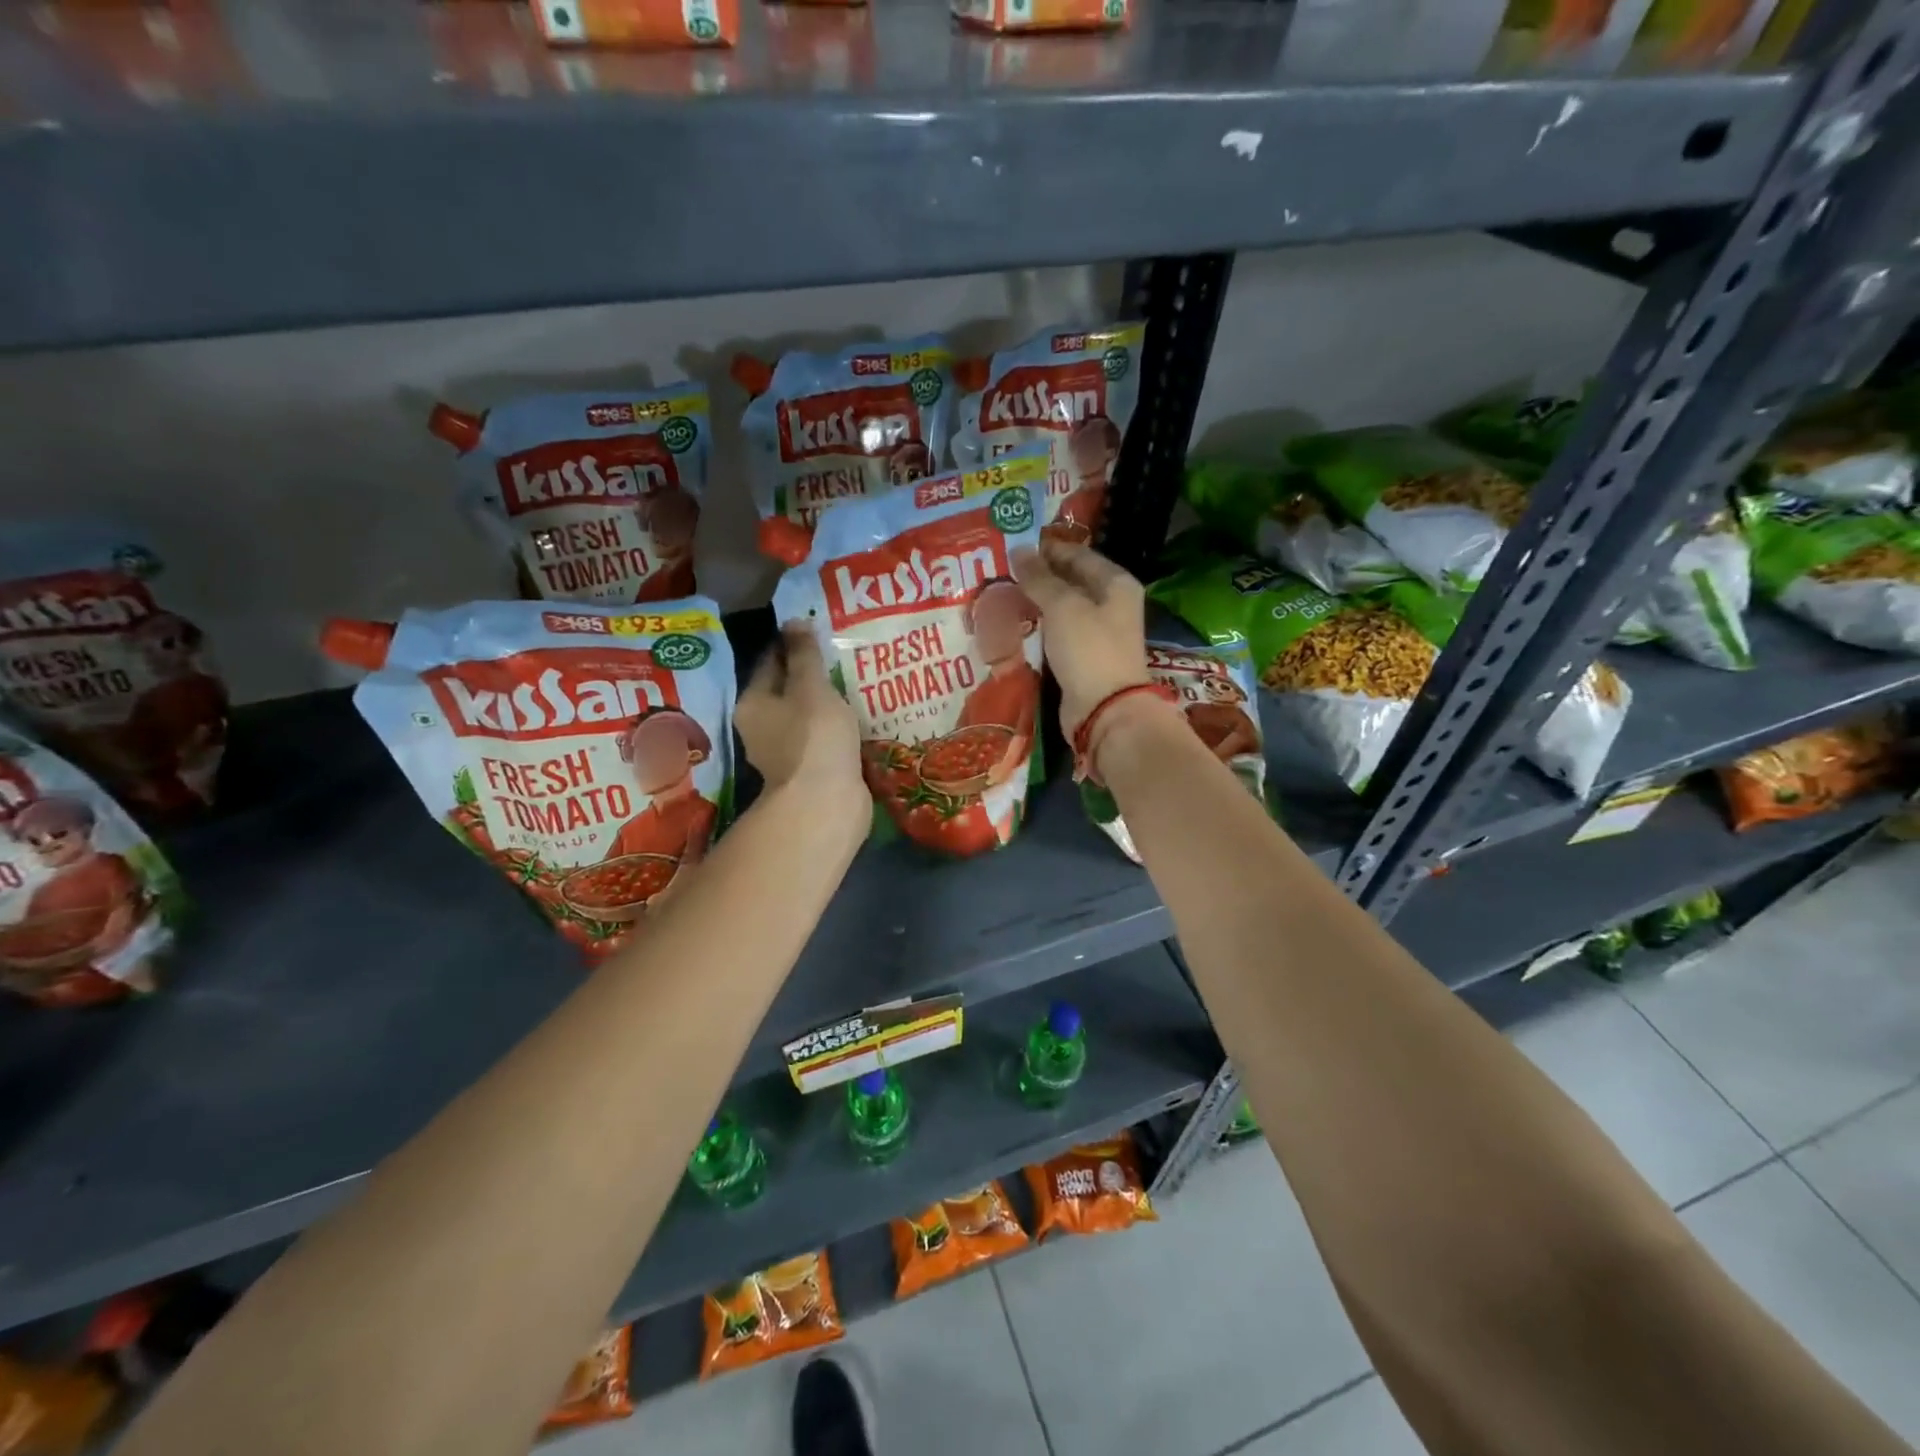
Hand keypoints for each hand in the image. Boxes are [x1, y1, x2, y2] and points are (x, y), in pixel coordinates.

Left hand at [741, 624, 864, 821]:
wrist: (826, 804)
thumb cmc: (814, 737)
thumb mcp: (811, 686)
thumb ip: (804, 654)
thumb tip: (793, 621)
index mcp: (753, 703)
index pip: (771, 662)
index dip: (794, 643)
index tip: (820, 628)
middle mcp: (762, 728)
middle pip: (788, 690)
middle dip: (813, 674)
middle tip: (844, 652)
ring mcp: (787, 753)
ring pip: (809, 716)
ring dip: (829, 702)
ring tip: (858, 681)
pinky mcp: (812, 771)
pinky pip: (825, 739)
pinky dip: (839, 728)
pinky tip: (861, 717)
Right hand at [1011, 538, 1150, 738]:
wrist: (1105, 710)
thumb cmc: (1089, 649)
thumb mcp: (1062, 606)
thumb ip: (1039, 578)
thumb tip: (1019, 550)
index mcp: (1115, 583)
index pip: (1078, 555)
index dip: (1046, 549)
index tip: (1012, 548)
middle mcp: (1111, 604)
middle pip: (1070, 581)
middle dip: (1037, 577)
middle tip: (1000, 571)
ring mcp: (1097, 633)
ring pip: (1061, 609)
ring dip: (1034, 603)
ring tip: (1000, 595)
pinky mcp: (1082, 658)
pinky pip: (1056, 634)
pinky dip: (1037, 628)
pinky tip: (1013, 625)